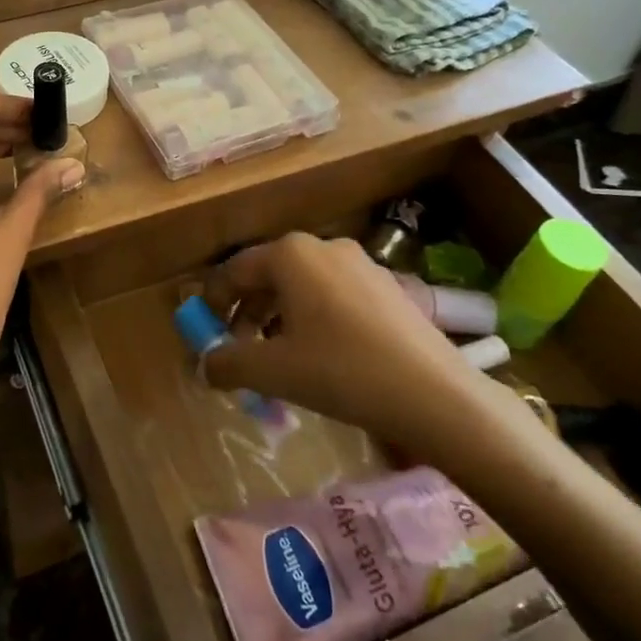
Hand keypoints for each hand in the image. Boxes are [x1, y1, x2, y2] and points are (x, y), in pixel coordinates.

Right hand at [201, 233, 496, 456]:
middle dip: (247, 313)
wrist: (435, 394)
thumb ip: (228, 363)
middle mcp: (322, 246)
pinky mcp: (387, 286)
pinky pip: (333, 295)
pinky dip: (313, 318)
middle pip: (268, 276)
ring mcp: (360, 263)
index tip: (204, 333)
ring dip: (279, 318)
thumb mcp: (274, 372)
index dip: (213, 302)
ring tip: (278, 358)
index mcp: (290, 254)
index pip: (235, 271)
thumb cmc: (342, 371)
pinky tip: (321, 356)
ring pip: (302, 286)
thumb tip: (205, 365)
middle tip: (240, 351)